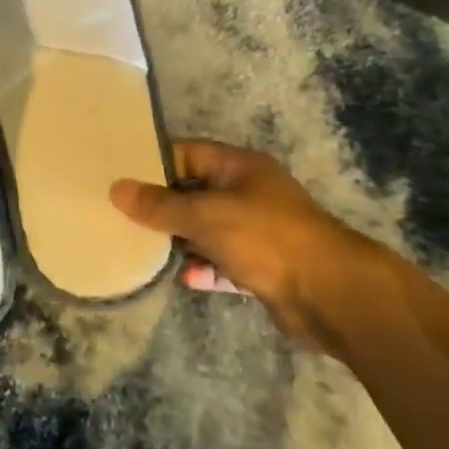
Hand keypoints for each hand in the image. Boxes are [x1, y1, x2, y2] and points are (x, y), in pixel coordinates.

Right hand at [109, 140, 378, 346]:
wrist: (331, 294)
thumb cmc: (265, 237)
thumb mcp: (205, 215)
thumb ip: (159, 205)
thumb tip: (116, 189)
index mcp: (238, 167)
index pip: (186, 154)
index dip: (154, 163)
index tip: (120, 177)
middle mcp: (248, 193)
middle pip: (194, 193)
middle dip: (163, 207)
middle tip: (122, 217)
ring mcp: (257, 231)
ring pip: (207, 230)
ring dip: (181, 241)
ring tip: (143, 249)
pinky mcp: (263, 267)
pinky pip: (224, 262)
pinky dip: (205, 269)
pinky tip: (184, 278)